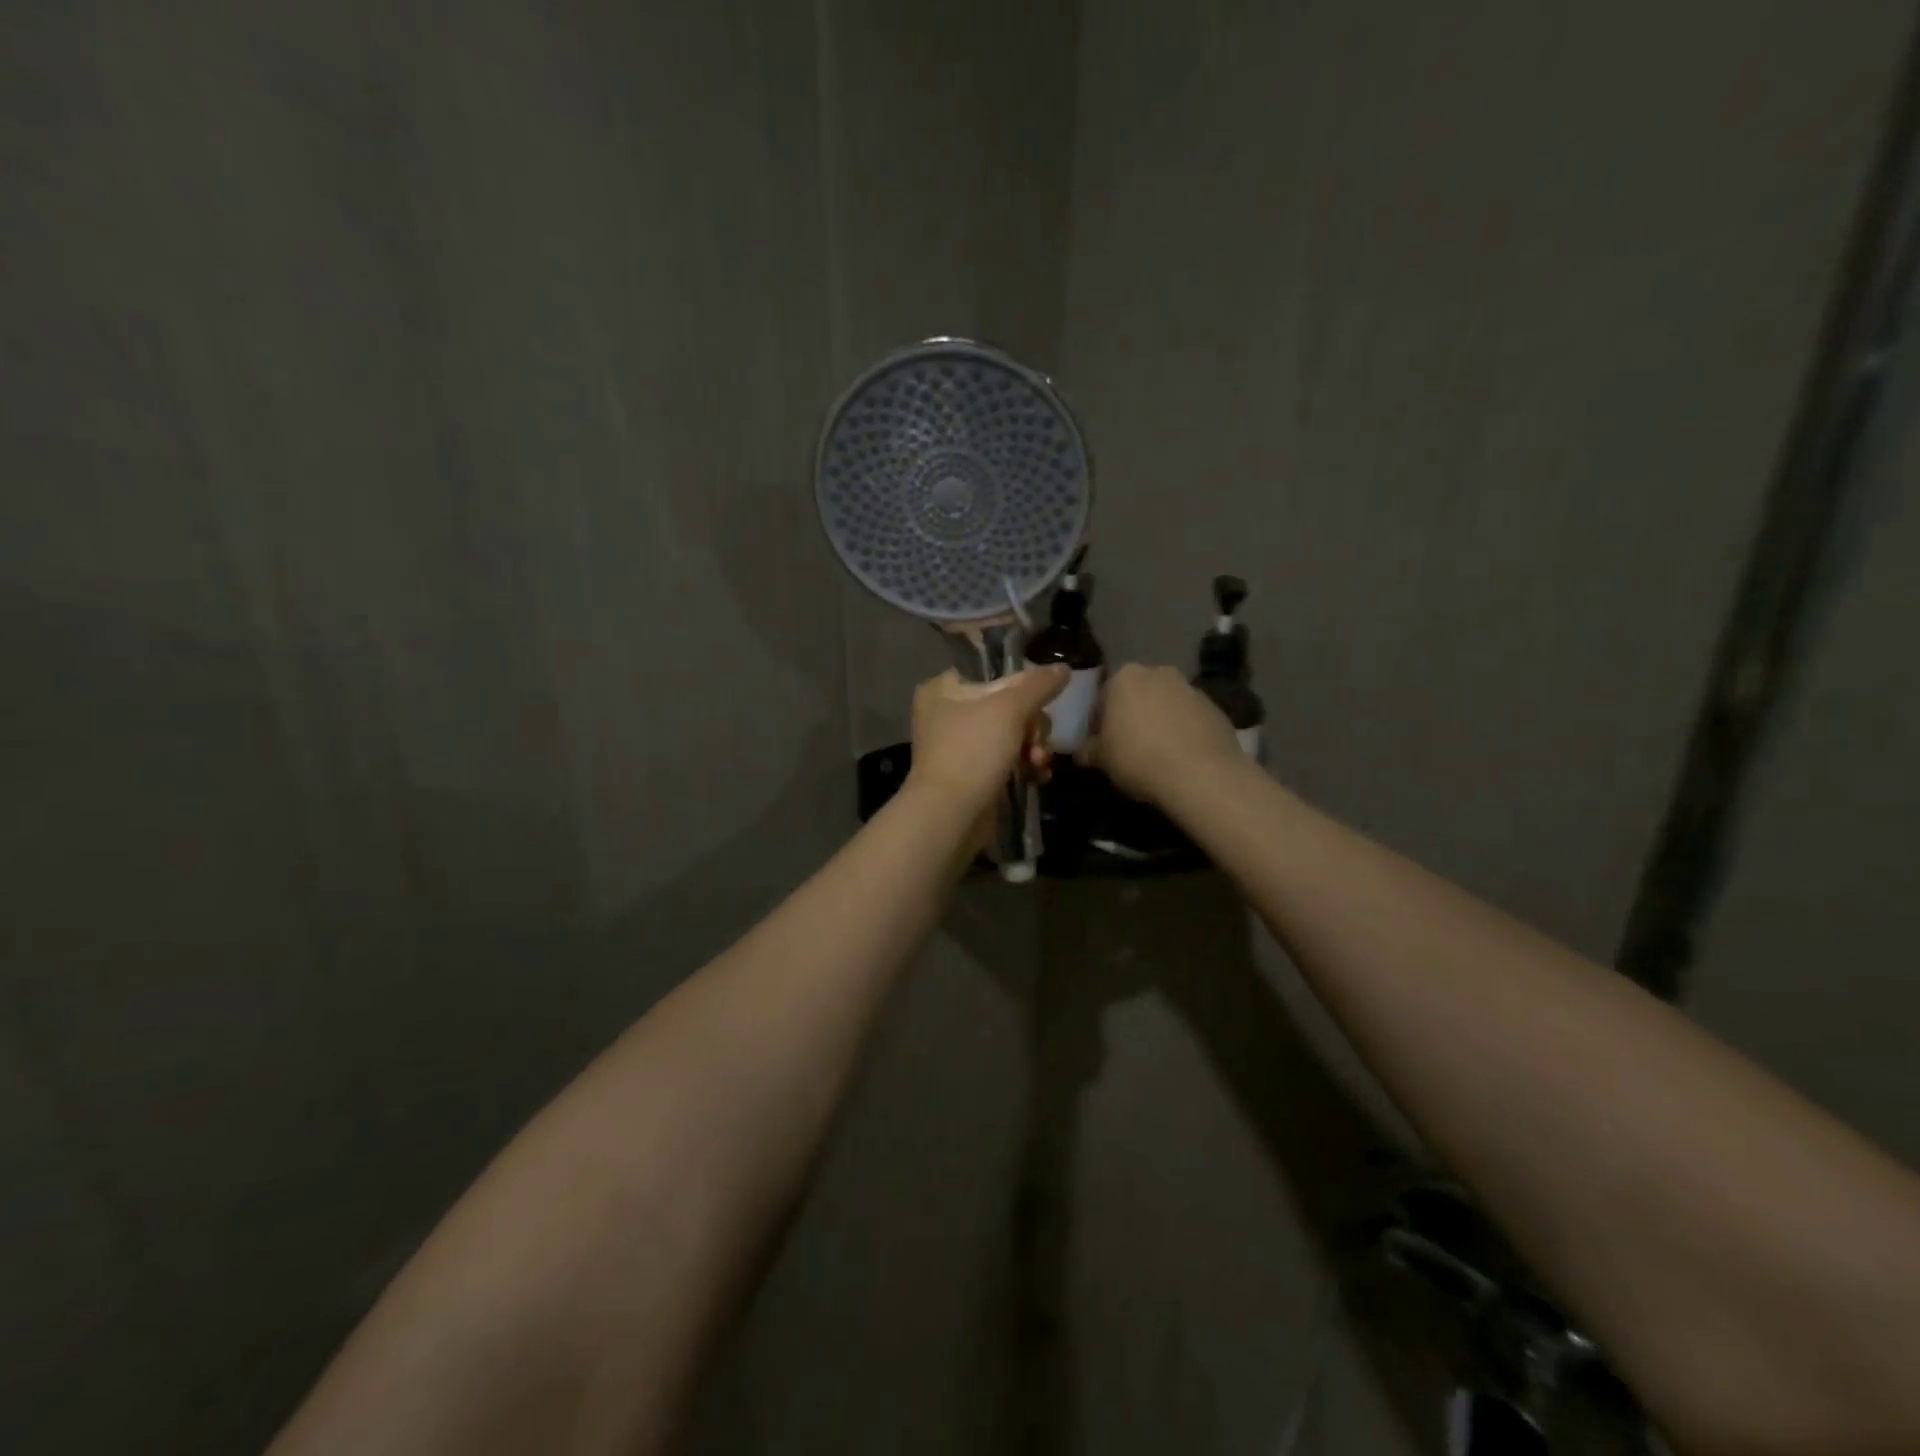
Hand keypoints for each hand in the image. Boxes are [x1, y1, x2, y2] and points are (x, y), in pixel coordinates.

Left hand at [907, 666, 1066, 829]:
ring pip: (1012, 734)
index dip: (1022, 686)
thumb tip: (1063, 668)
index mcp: (944, 688)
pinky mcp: (973, 774)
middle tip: (1035, 741)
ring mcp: (960, 746)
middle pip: (1008, 705)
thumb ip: (1038, 684)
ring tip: (1038, 763)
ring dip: (1033, 747)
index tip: (1039, 702)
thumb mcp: (1010, 709)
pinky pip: (1008, 760)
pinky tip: (1038, 776)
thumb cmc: (973, 751)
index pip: (993, 673)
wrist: (951, 815)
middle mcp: (948, 713)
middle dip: (1032, 725)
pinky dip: (1025, 766)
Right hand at [1084, 664, 1245, 806]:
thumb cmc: (1138, 759)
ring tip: (1157, 754)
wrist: (1200, 775)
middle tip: (1128, 747)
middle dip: (1132, 716)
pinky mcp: (1216, 708)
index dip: (1099, 721)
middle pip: (1138, 695)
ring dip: (1159, 722)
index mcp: (1124, 677)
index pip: (1103, 696)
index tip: (1100, 743)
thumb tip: (1083, 751)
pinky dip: (1184, 732)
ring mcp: (1192, 689)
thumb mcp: (1100, 759)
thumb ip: (1088, 750)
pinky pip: (1190, 719)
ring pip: (1166, 705)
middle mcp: (1159, 673)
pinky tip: (1181, 758)